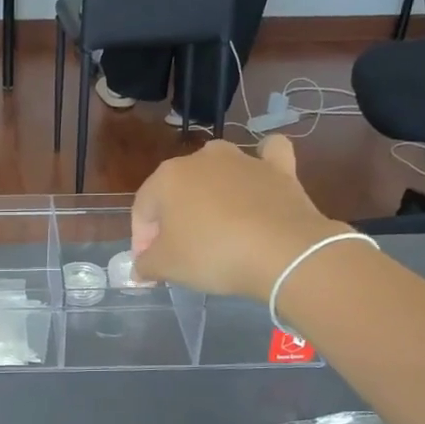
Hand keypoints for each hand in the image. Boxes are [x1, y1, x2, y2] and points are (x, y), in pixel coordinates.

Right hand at [130, 136, 347, 299]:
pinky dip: (262, 163)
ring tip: (216, 226)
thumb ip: (145, 264)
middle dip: (173, 219)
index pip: (143, 209)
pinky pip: (267, 156)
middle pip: (178, 190)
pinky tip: (260, 177)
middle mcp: (202, 159)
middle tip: (180, 252)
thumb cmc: (212, 255)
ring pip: (217, 170)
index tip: (150, 266)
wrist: (283, 252)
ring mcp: (243, 160)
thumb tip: (141, 267)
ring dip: (211, 193)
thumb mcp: (166, 267)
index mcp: (168, 177)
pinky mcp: (279, 169)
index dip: (141, 240)